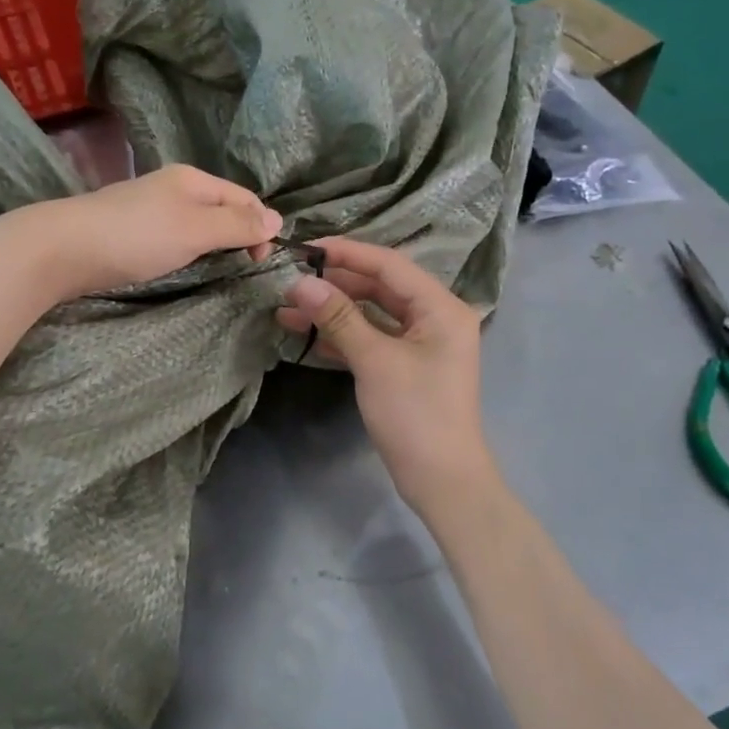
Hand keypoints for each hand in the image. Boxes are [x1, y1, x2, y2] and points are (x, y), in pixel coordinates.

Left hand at [0, 164, 282, 301]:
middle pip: (221, 209)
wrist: (62, 249)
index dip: (261, 226)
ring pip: (197, 224)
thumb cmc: (137, 237)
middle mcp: (173, 188)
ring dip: (214, 246)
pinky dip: (188, 251)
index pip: (244, 197)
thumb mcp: (196, 229)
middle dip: (239, 235)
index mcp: (193, 180)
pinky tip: (182, 266)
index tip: (260, 262)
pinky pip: (174, 237)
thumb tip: (277, 219)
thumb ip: (236, 225)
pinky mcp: (131, 231)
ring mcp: (150, 209)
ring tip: (217, 270)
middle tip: (242, 269)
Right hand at [276, 237, 498, 511]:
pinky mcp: (407, 367)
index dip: (346, 254)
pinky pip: (373, 340)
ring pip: (373, 315)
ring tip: (288, 312)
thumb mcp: (374, 361)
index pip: (389, 265)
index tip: (305, 249)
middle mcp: (435, 318)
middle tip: (291, 283)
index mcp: (441, 307)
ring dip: (333, 313)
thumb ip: (338, 317)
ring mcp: (421, 344)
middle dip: (335, 286)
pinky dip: (343, 337)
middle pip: (380, 288)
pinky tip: (308, 337)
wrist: (441, 479)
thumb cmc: (415, 414)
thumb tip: (300, 283)